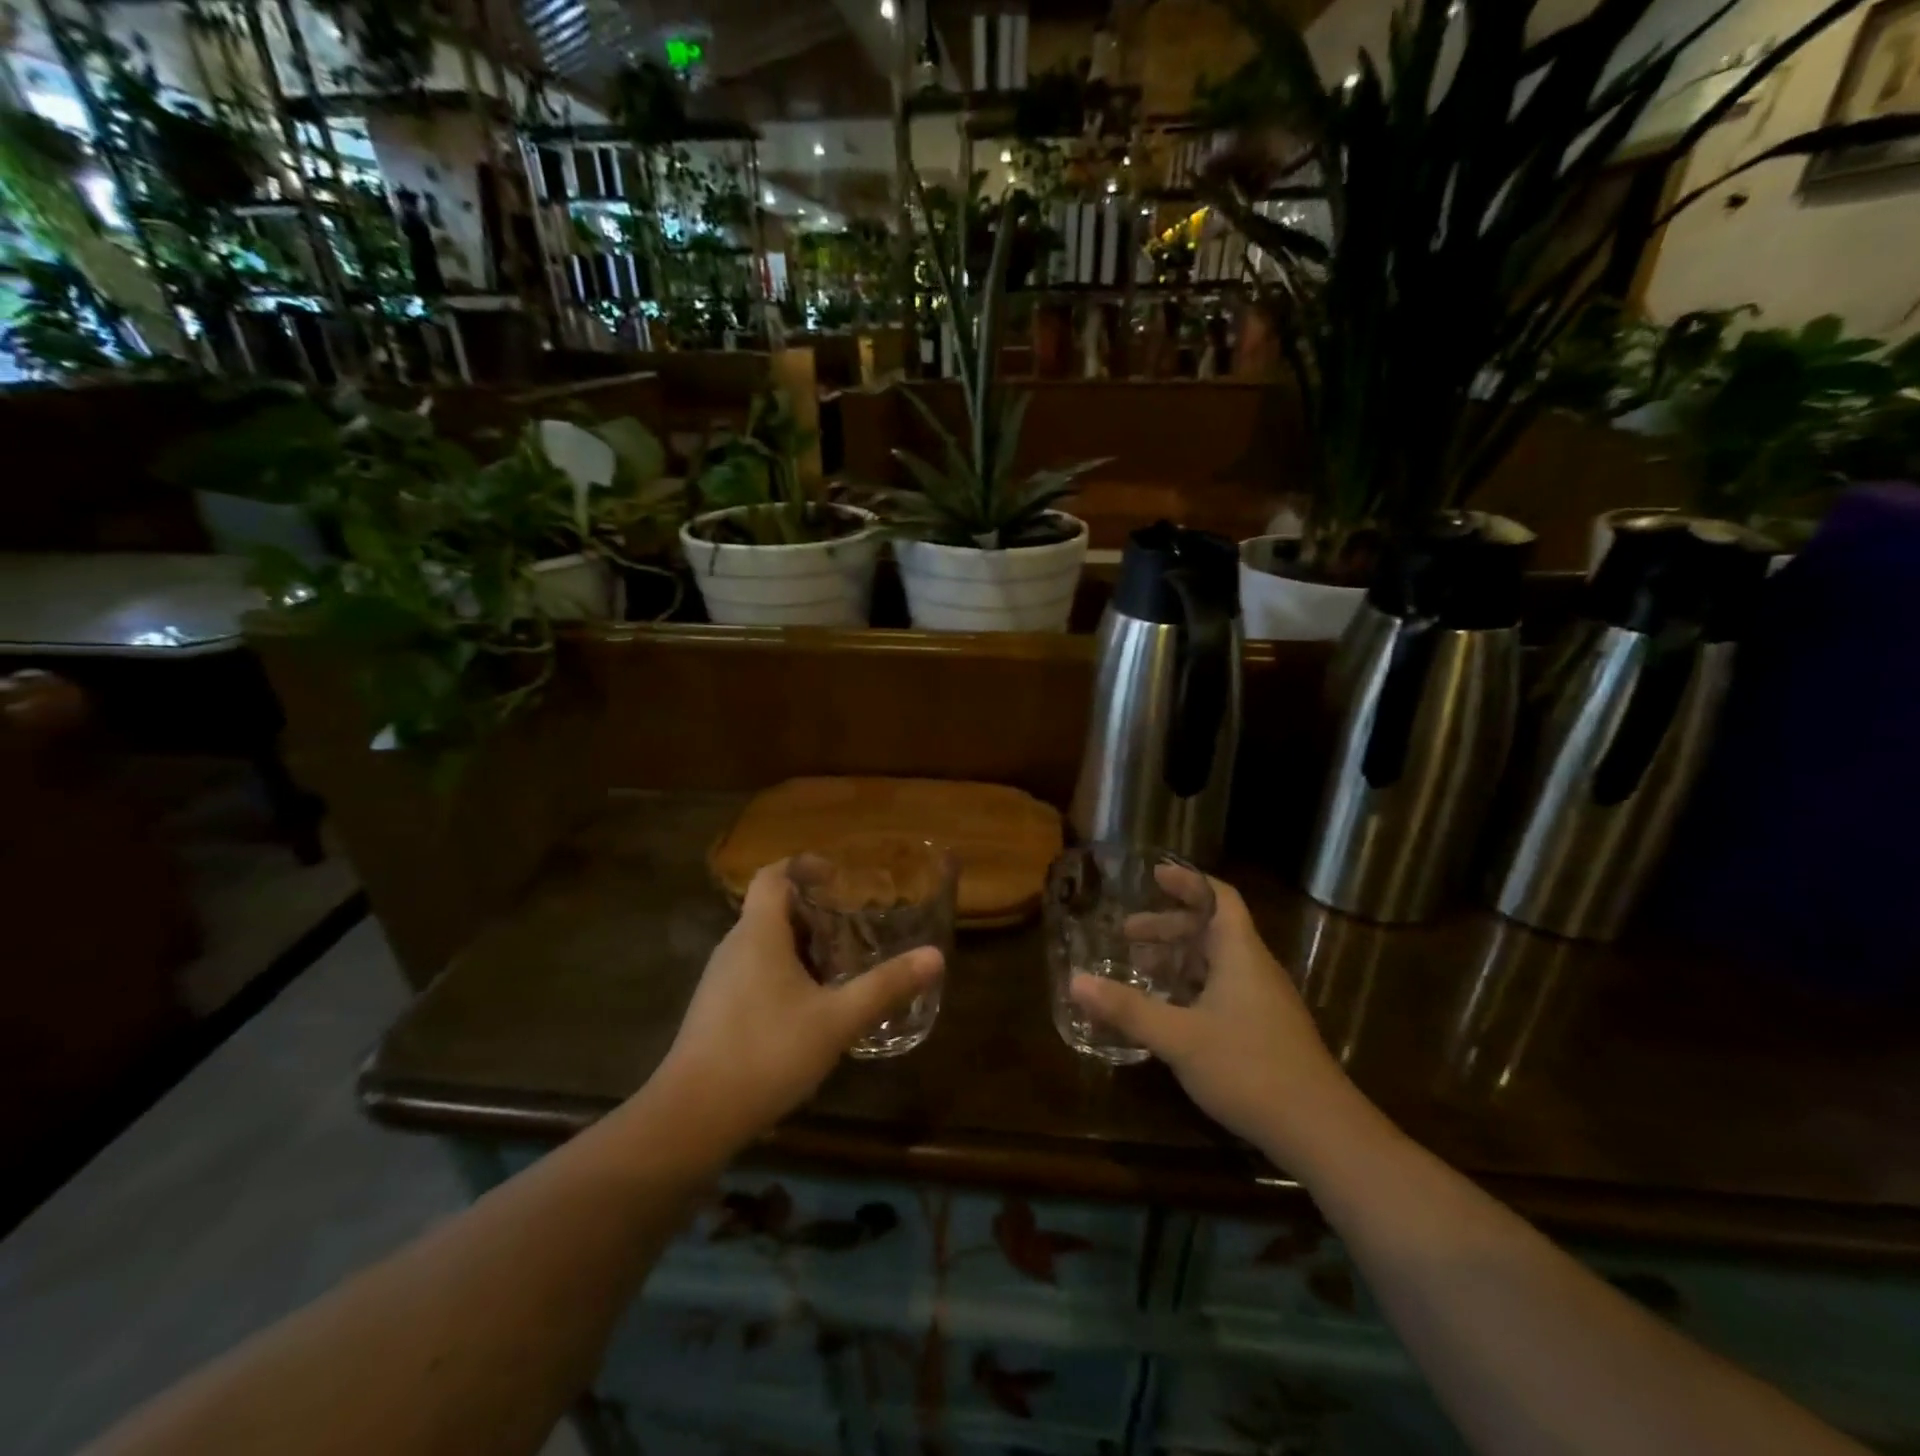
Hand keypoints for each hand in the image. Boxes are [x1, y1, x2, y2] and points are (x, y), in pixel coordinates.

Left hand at [652, 861, 942, 1150]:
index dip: (804, 865)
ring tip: (840, 965)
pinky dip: (785, 973)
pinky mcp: (716, 1010)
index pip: (773, 875)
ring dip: (801, 945)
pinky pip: (754, 972)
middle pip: (772, 909)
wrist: (691, 1118)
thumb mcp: (837, 1020)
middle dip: (814, 911)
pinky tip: (811, 1008)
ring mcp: (720, 980)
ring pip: (764, 944)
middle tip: (854, 926)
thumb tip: (935, 956)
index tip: (839, 877)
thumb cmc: (766, 1053)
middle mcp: (734, 947)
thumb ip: (885, 986)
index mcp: (758, 933)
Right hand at [1068, 872, 1357, 1163]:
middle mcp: (1254, 969)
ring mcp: (1263, 1001)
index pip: (1219, 898)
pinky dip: (1191, 987)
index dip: (1188, 882)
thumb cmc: (1249, 1068)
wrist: (1320, 1130)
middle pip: (1211, 930)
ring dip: (1178, 959)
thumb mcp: (1179, 1037)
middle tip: (1127, 933)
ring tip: (1141, 969)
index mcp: (1240, 954)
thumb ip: (1128, 1009)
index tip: (1154, 876)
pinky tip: (1169, 1011)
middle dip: (1168, 927)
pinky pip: (1222, 990)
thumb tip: (1075, 981)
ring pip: (1216, 963)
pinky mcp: (1265, 1030)